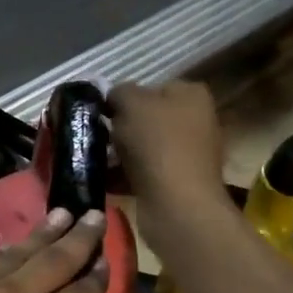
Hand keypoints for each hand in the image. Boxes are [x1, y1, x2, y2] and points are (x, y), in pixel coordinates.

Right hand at [108, 81, 228, 238]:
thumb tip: (113, 98)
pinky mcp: (178, 183)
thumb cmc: (157, 144)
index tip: (104, 111)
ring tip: (95, 158)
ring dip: (119, 152)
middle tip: (97, 134)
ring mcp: (189, 154)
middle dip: (121, 126)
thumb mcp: (130, 103)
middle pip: (147, 118)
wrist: (176, 205)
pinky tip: (104, 179)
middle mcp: (197, 121)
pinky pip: (144, 171)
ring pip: (143, 146)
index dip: (125, 97)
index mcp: (192, 95)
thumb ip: (119, 92)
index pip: (152, 87)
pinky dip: (124, 175)